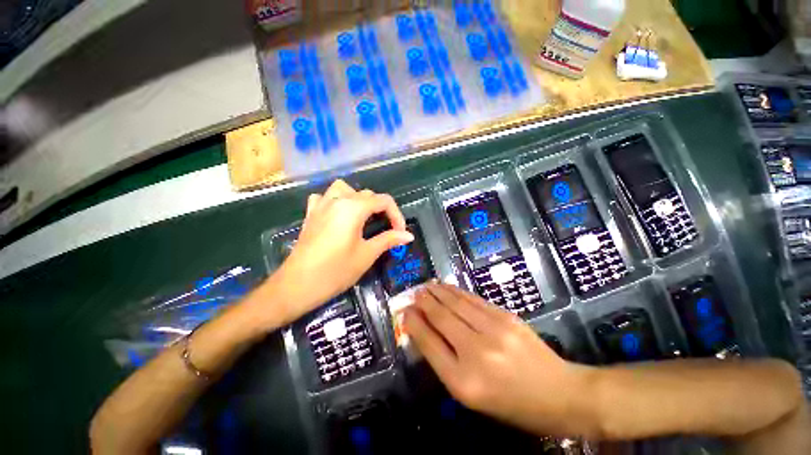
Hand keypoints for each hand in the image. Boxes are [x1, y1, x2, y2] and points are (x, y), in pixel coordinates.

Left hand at [270, 180, 413, 322]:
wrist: (297, 285)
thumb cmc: (336, 270)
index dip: (396, 215)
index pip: (383, 201)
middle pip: (367, 194)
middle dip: (381, 209)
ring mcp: (321, 205)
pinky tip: (338, 215)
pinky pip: (324, 197)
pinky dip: (335, 201)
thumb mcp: (367, 254)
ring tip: (363, 216)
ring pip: (343, 189)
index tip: (400, 232)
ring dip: (357, 198)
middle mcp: (337, 200)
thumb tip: (409, 235)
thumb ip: (388, 240)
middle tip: (386, 229)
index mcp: (353, 208)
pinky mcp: (310, 214)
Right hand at [403, 283, 598, 437]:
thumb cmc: (511, 403)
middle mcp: (476, 351)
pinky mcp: (506, 316)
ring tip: (426, 286)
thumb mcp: (472, 394)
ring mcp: (493, 330)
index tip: (404, 312)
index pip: (429, 343)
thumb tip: (424, 331)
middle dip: (424, 302)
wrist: (559, 393)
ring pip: (456, 303)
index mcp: (464, 380)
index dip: (414, 323)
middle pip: (441, 317)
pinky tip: (448, 288)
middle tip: (413, 293)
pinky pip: (473, 299)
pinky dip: (457, 292)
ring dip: (438, 292)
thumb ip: (445, 361)